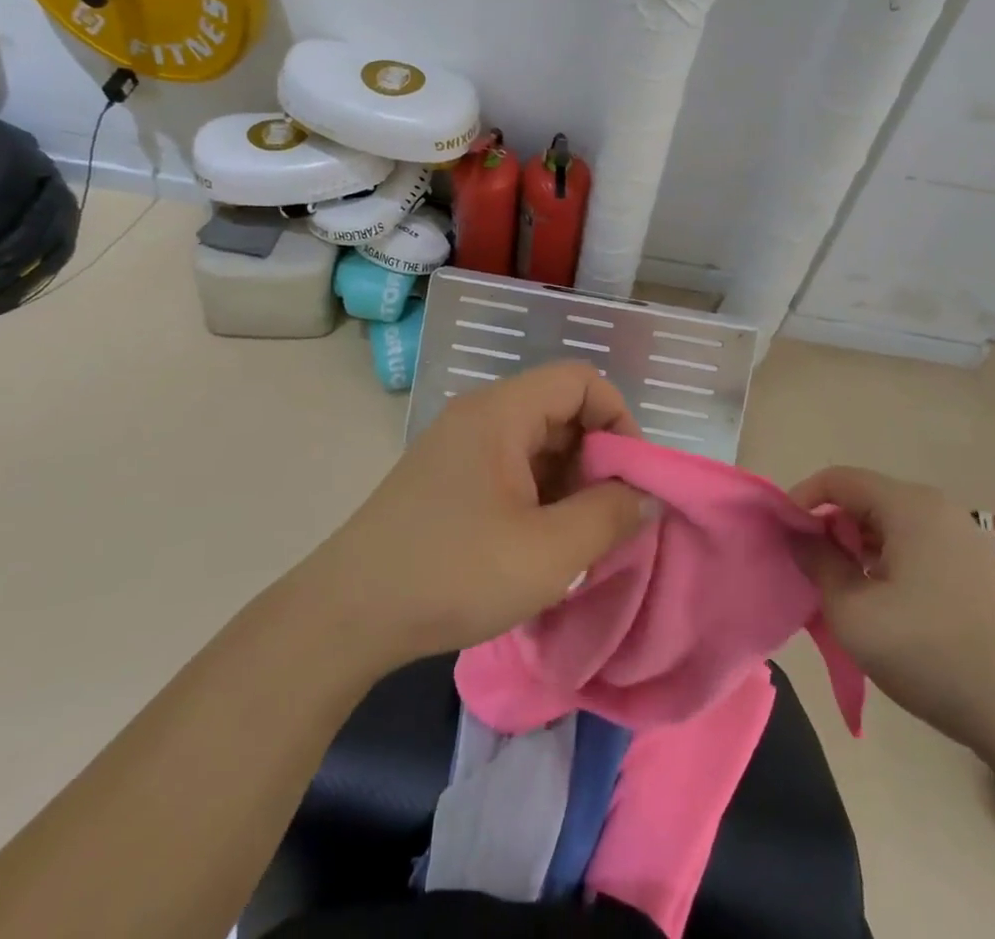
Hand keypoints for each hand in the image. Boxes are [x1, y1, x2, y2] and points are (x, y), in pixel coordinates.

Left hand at [306, 363, 655, 667]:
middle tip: (610, 519)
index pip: (580, 381)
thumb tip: (645, 495)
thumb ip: (610, 516)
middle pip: (559, 411)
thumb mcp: (549, 553)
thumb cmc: (455, 573)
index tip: (632, 479)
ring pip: (536, 444)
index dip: (619, 419)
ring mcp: (459, 446)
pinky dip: (539, 497)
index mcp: (501, 412)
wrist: (349, 613)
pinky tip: (542, 546)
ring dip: (568, 483)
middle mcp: (479, 415)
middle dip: (597, 459)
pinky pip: (510, 468)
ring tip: (579, 541)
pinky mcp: (447, 478)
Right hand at [791, 466, 994, 759]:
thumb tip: (800, 536)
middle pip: (865, 502)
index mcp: (908, 506)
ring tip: (848, 599)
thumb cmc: (936, 653)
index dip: (801, 500)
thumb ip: (818, 565)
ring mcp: (967, 543)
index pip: (837, 479)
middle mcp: (939, 511)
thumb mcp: (855, 613)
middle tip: (813, 574)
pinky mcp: (983, 576)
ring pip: (893, 531)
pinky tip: (892, 615)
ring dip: (860, 554)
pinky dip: (891, 570)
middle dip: (831, 531)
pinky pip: (919, 554)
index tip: (783, 538)